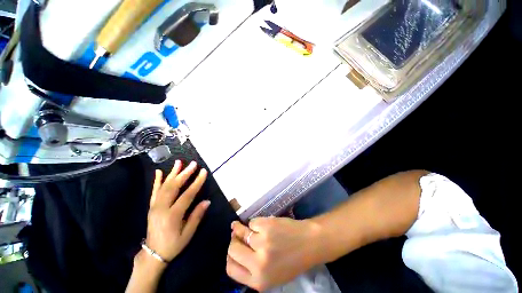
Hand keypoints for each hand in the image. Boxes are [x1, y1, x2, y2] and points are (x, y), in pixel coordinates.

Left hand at [145, 160, 209, 263]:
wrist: (153, 254)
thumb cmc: (173, 244)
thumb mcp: (188, 234)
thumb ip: (197, 216)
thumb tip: (207, 201)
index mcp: (173, 216)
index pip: (187, 195)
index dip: (196, 182)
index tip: (203, 172)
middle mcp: (162, 208)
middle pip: (174, 187)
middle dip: (185, 174)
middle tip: (193, 164)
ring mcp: (155, 206)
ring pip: (164, 186)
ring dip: (172, 173)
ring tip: (179, 162)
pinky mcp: (152, 206)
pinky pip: (154, 191)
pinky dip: (157, 181)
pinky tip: (159, 172)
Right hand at [226, 217, 322, 290]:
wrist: (309, 243)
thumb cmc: (292, 261)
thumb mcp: (271, 275)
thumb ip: (251, 268)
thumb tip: (234, 246)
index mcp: (259, 281)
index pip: (231, 269)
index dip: (230, 257)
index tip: (234, 249)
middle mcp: (258, 263)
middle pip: (232, 249)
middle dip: (234, 241)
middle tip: (239, 236)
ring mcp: (262, 242)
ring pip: (240, 232)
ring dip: (243, 229)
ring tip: (252, 228)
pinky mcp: (266, 225)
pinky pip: (252, 222)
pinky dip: (256, 223)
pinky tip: (264, 225)